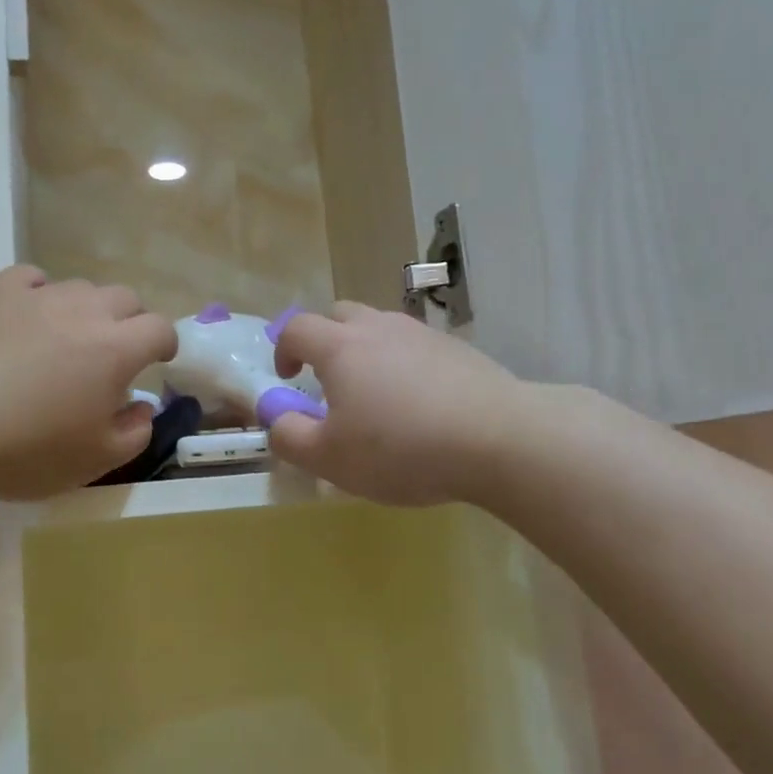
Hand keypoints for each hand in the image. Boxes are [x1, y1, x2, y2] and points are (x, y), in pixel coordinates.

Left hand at [0, 266, 177, 501]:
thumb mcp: (95, 461)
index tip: (157, 361)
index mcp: (117, 350)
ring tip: (66, 337)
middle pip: (125, 298)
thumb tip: (144, 407)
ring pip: (80, 288)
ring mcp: (38, 296)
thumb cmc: (26, 450)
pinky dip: (40, 295)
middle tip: (113, 352)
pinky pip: (32, 279)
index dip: (165, 344)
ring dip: (86, 310)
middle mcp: (85, 311)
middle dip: (130, 322)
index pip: (160, 328)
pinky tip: (27, 316)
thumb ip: (136, 432)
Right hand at [268, 304, 526, 506]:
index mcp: (341, 348)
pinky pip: (416, 348)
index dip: (283, 350)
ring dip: (367, 352)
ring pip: (382, 329)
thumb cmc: (401, 449)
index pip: (297, 329)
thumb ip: (289, 437)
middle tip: (331, 383)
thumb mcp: (330, 458)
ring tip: (377, 397)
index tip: (288, 379)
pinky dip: (405, 366)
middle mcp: (379, 328)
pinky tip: (421, 406)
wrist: (497, 439)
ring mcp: (423, 335)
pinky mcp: (458, 350)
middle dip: (325, 341)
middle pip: (340, 315)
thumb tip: (275, 418)